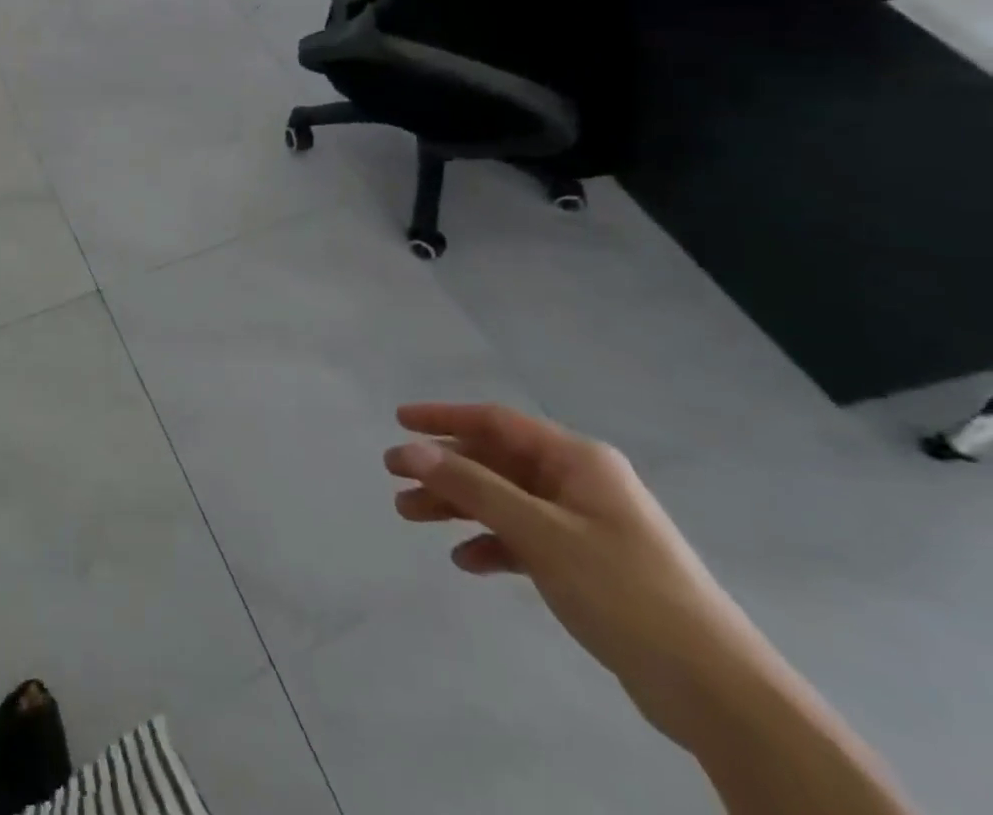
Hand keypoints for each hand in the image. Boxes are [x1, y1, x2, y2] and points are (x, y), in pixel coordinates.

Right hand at [383, 402, 774, 749]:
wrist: (718, 694)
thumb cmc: (626, 592)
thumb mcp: (540, 533)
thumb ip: (472, 487)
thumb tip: (410, 449)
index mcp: (577, 460)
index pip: (497, 421)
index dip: (444, 417)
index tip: (399, 421)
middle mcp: (579, 482)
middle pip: (495, 461)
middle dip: (444, 468)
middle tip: (394, 478)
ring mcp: (584, 524)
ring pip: (504, 499)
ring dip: (458, 506)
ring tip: (410, 516)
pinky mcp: (587, 565)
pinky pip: (524, 538)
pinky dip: (492, 544)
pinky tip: (466, 562)